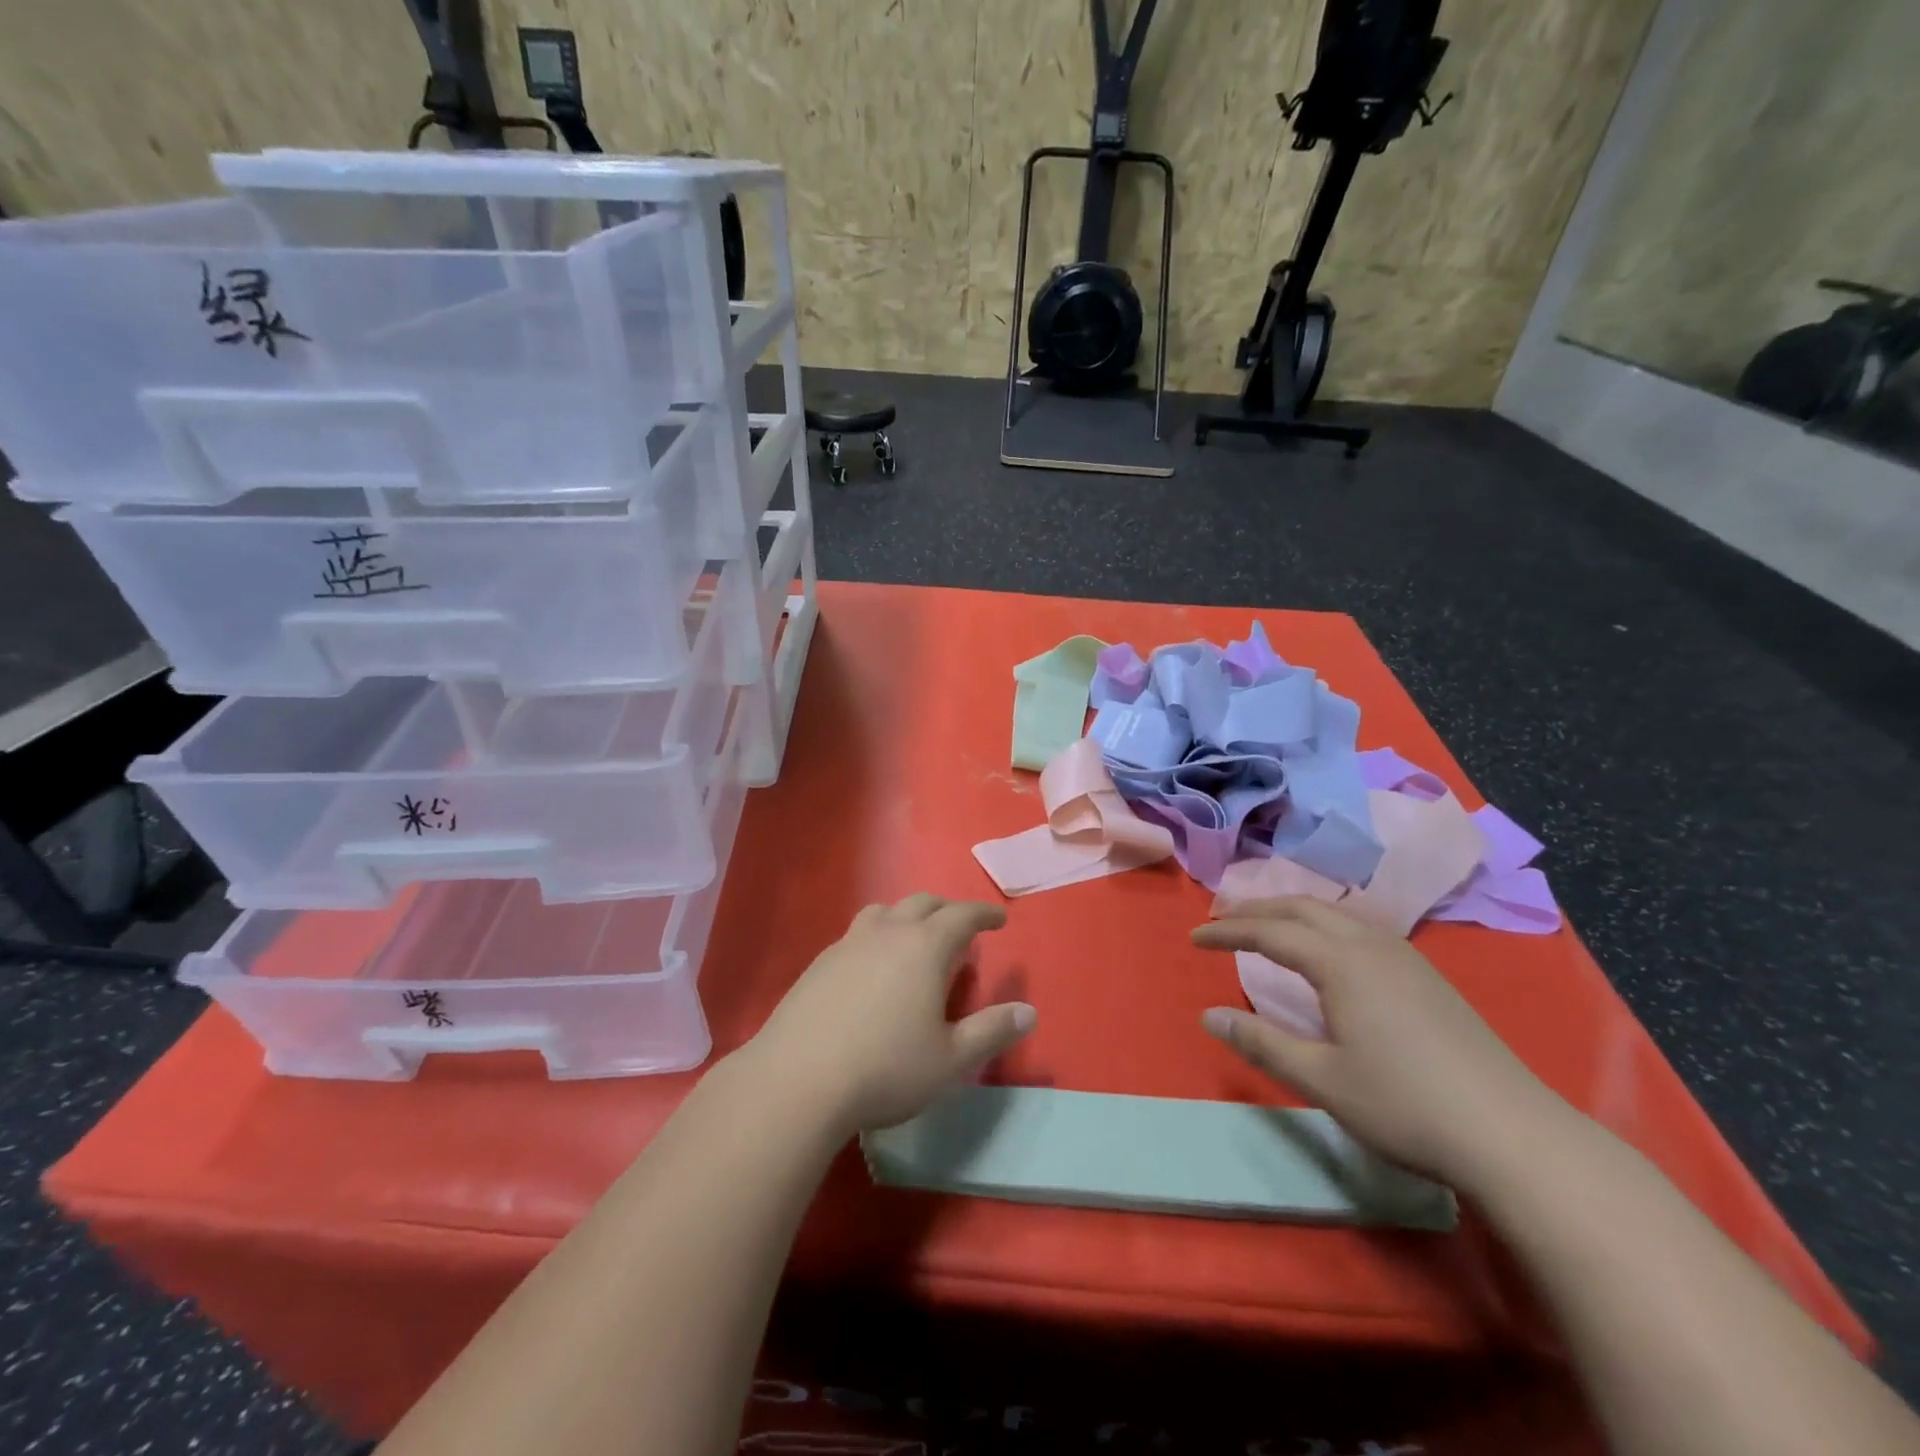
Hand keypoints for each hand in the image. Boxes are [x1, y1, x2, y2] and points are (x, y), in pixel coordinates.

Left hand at [747, 894, 1036, 1136]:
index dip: (984, 914)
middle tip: (961, 929)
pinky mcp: (818, 964)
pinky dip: (876, 938)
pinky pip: (856, 935)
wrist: (797, 1080)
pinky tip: (871, 970)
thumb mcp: (951, 1060)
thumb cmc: (886, 1069)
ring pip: (883, 912)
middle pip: (922, 904)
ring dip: (906, 917)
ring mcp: (847, 944)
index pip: (962, 915)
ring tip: (913, 941)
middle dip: (947, 911)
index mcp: (925, 947)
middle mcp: (887, 933)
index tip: (999, 918)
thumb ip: (992, 1032)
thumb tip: (1028, 1012)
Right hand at [1193, 897, 1565, 1188]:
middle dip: (1257, 909)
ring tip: (1265, 928)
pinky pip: (1359, 930)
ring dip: (1291, 913)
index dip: (1228, 932)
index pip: (1270, 932)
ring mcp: (1405, 958)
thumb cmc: (1404, 1104)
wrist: (1512, 1134)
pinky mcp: (1427, 976)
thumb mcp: (1321, 1079)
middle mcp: (1370, 945)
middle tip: (1221, 920)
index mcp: (1340, 963)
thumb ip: (1261, 1043)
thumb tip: (1208, 1016)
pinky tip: (1325, 952)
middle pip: (1303, 908)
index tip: (1194, 938)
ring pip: (1335, 914)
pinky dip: (1322, 926)